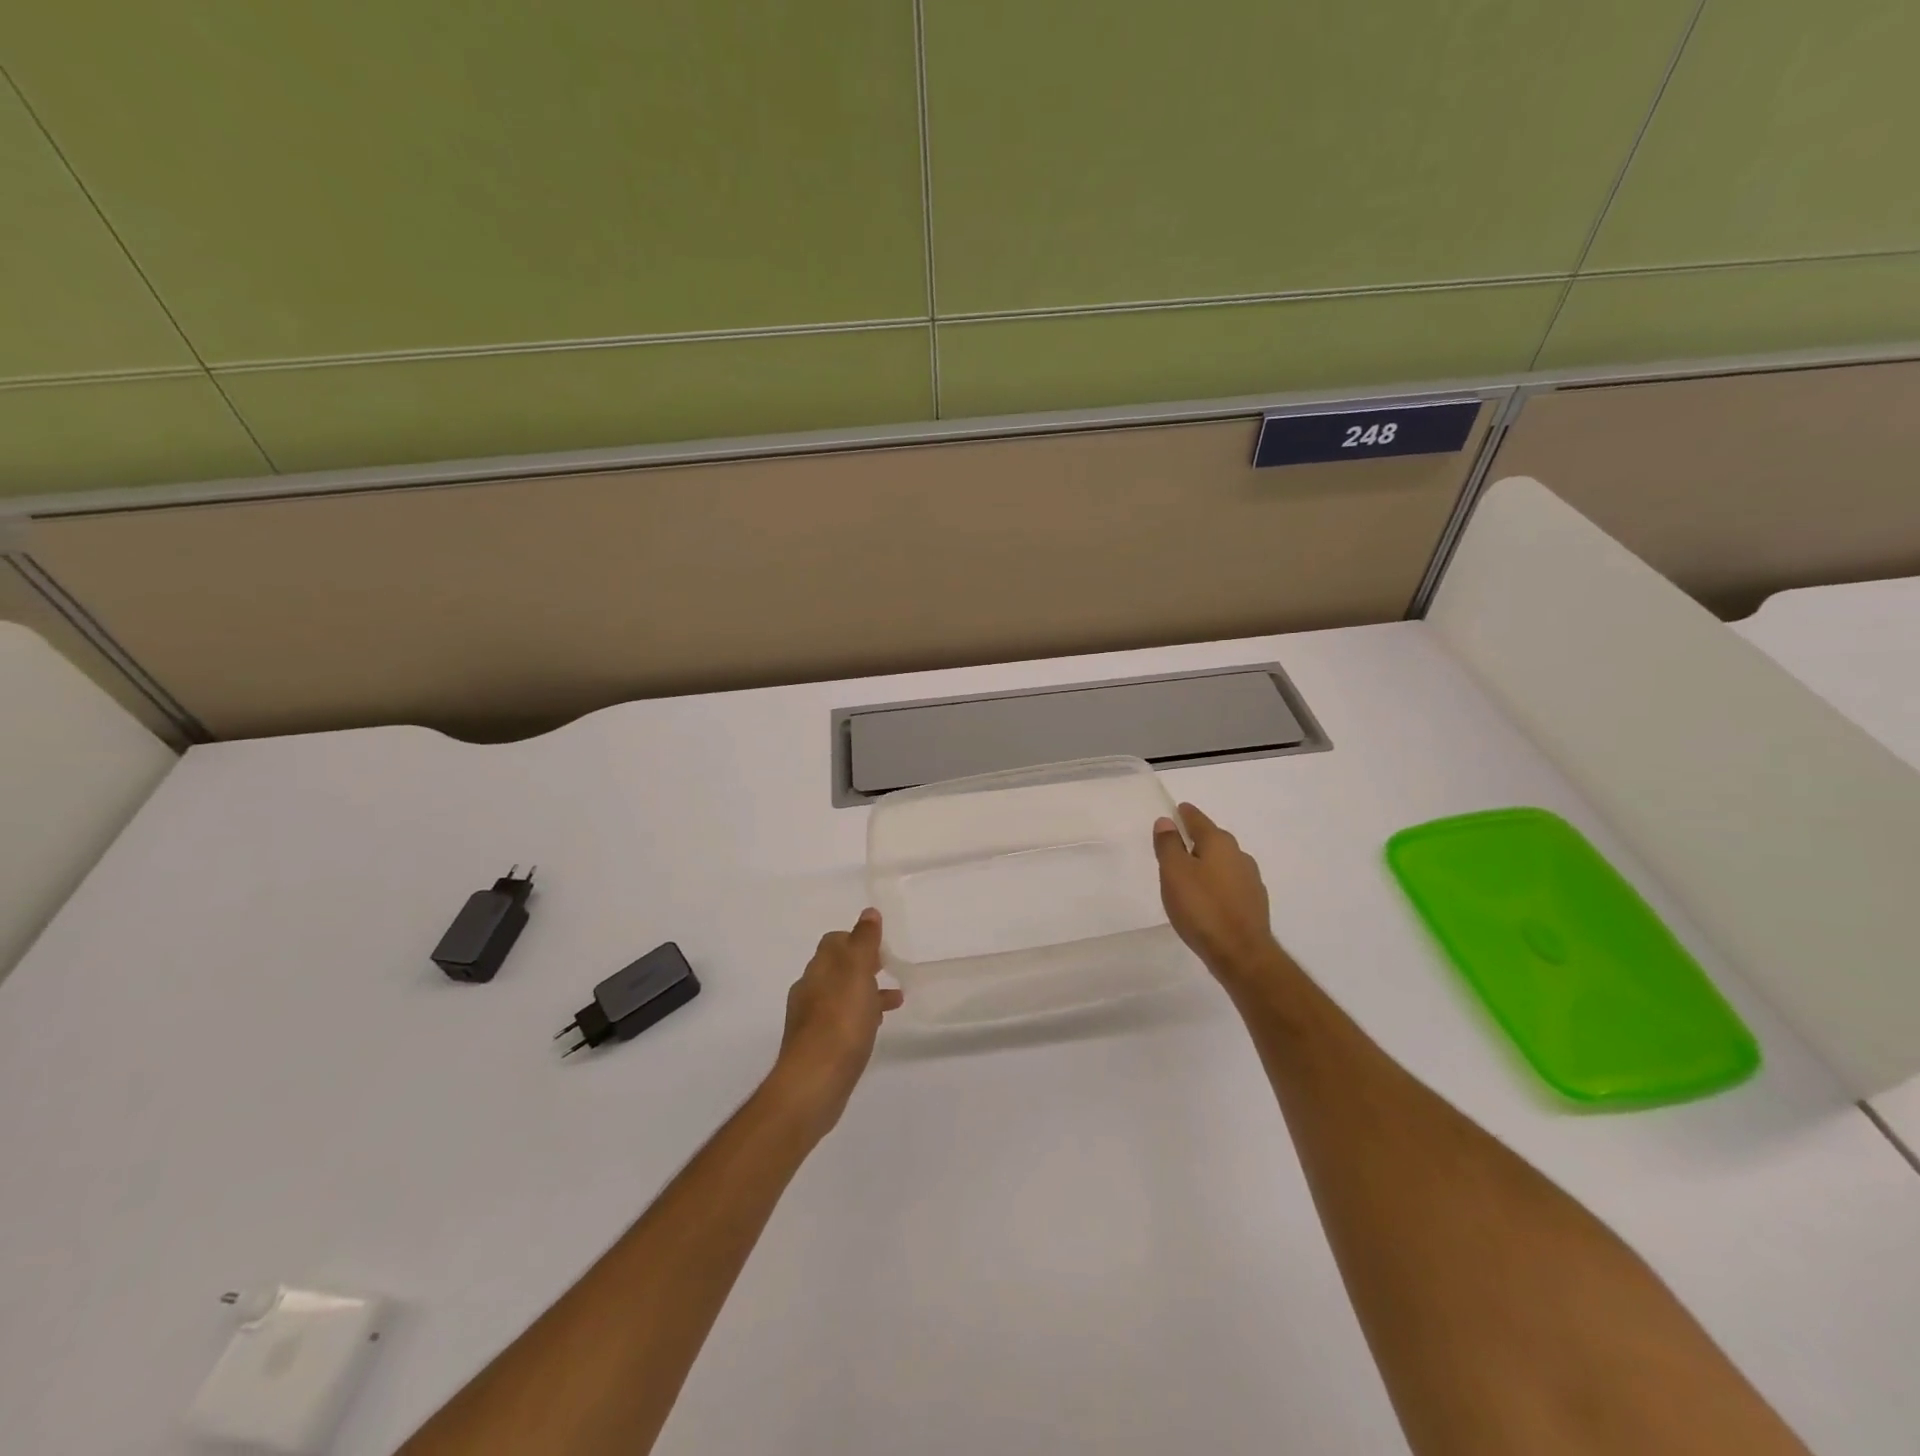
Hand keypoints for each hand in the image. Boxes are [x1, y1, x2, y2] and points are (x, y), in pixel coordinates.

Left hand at [769, 908, 902, 1137]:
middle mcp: (810, 989)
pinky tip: (875, 1028)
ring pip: (841, 995)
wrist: (814, 1083)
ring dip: (865, 992)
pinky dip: (860, 1016)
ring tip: (894, 1000)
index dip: (856, 938)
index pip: (834, 941)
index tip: (880, 945)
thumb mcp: (857, 973)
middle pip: (837, 967)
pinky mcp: (818, 1047)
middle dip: (862, 965)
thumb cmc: (840, 1021)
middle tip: (888, 967)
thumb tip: (868, 912)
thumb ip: (864, 941)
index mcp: (819, 968)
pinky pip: (842, 1021)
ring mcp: (811, 1020)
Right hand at [1153, 803, 1289, 990]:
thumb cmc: (1202, 908)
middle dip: (1197, 839)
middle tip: (1178, 843)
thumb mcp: (1174, 873)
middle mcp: (1239, 855)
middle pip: (1213, 839)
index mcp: (1218, 843)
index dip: (1185, 814)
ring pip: (1224, 862)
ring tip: (1190, 873)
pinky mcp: (1254, 903)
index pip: (1198, 820)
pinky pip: (1231, 884)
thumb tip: (1166, 821)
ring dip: (1208, 863)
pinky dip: (1218, 884)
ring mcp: (1251, 880)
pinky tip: (1208, 898)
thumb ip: (1169, 845)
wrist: (1241, 953)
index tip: (1176, 810)